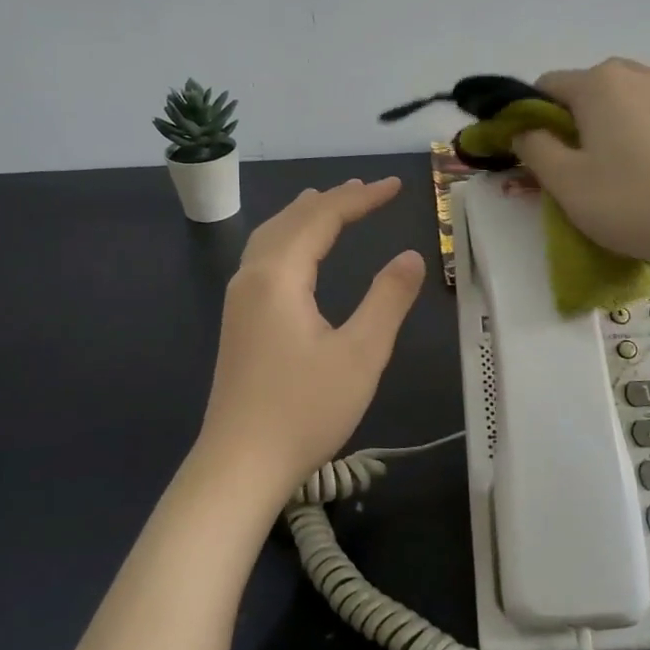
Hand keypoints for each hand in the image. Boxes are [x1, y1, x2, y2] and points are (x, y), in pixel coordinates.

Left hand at [195, 178, 425, 508]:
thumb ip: (387, 299)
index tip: (395, 185)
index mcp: (279, 276)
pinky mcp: (239, 322)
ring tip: (331, 203)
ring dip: (305, 216)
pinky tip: (297, 253)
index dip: (360, 198)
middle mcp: (252, 277)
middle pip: (291, 220)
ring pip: (271, 237)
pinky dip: (288, 238)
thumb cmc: (305, 409)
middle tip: (368, 190)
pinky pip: (263, 258)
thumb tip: (410, 256)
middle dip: (332, 200)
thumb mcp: (360, 354)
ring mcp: (239, 300)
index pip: (322, 218)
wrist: (240, 464)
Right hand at [514, 58, 649, 278]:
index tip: (539, 155)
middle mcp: (642, 75)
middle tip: (581, 168)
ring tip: (624, 176)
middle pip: (593, 89)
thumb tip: (525, 130)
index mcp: (600, 83)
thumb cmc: (633, 203)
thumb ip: (535, 149)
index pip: (547, 85)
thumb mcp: (566, 183)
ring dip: (616, 129)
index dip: (533, 117)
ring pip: (631, 104)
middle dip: (578, 121)